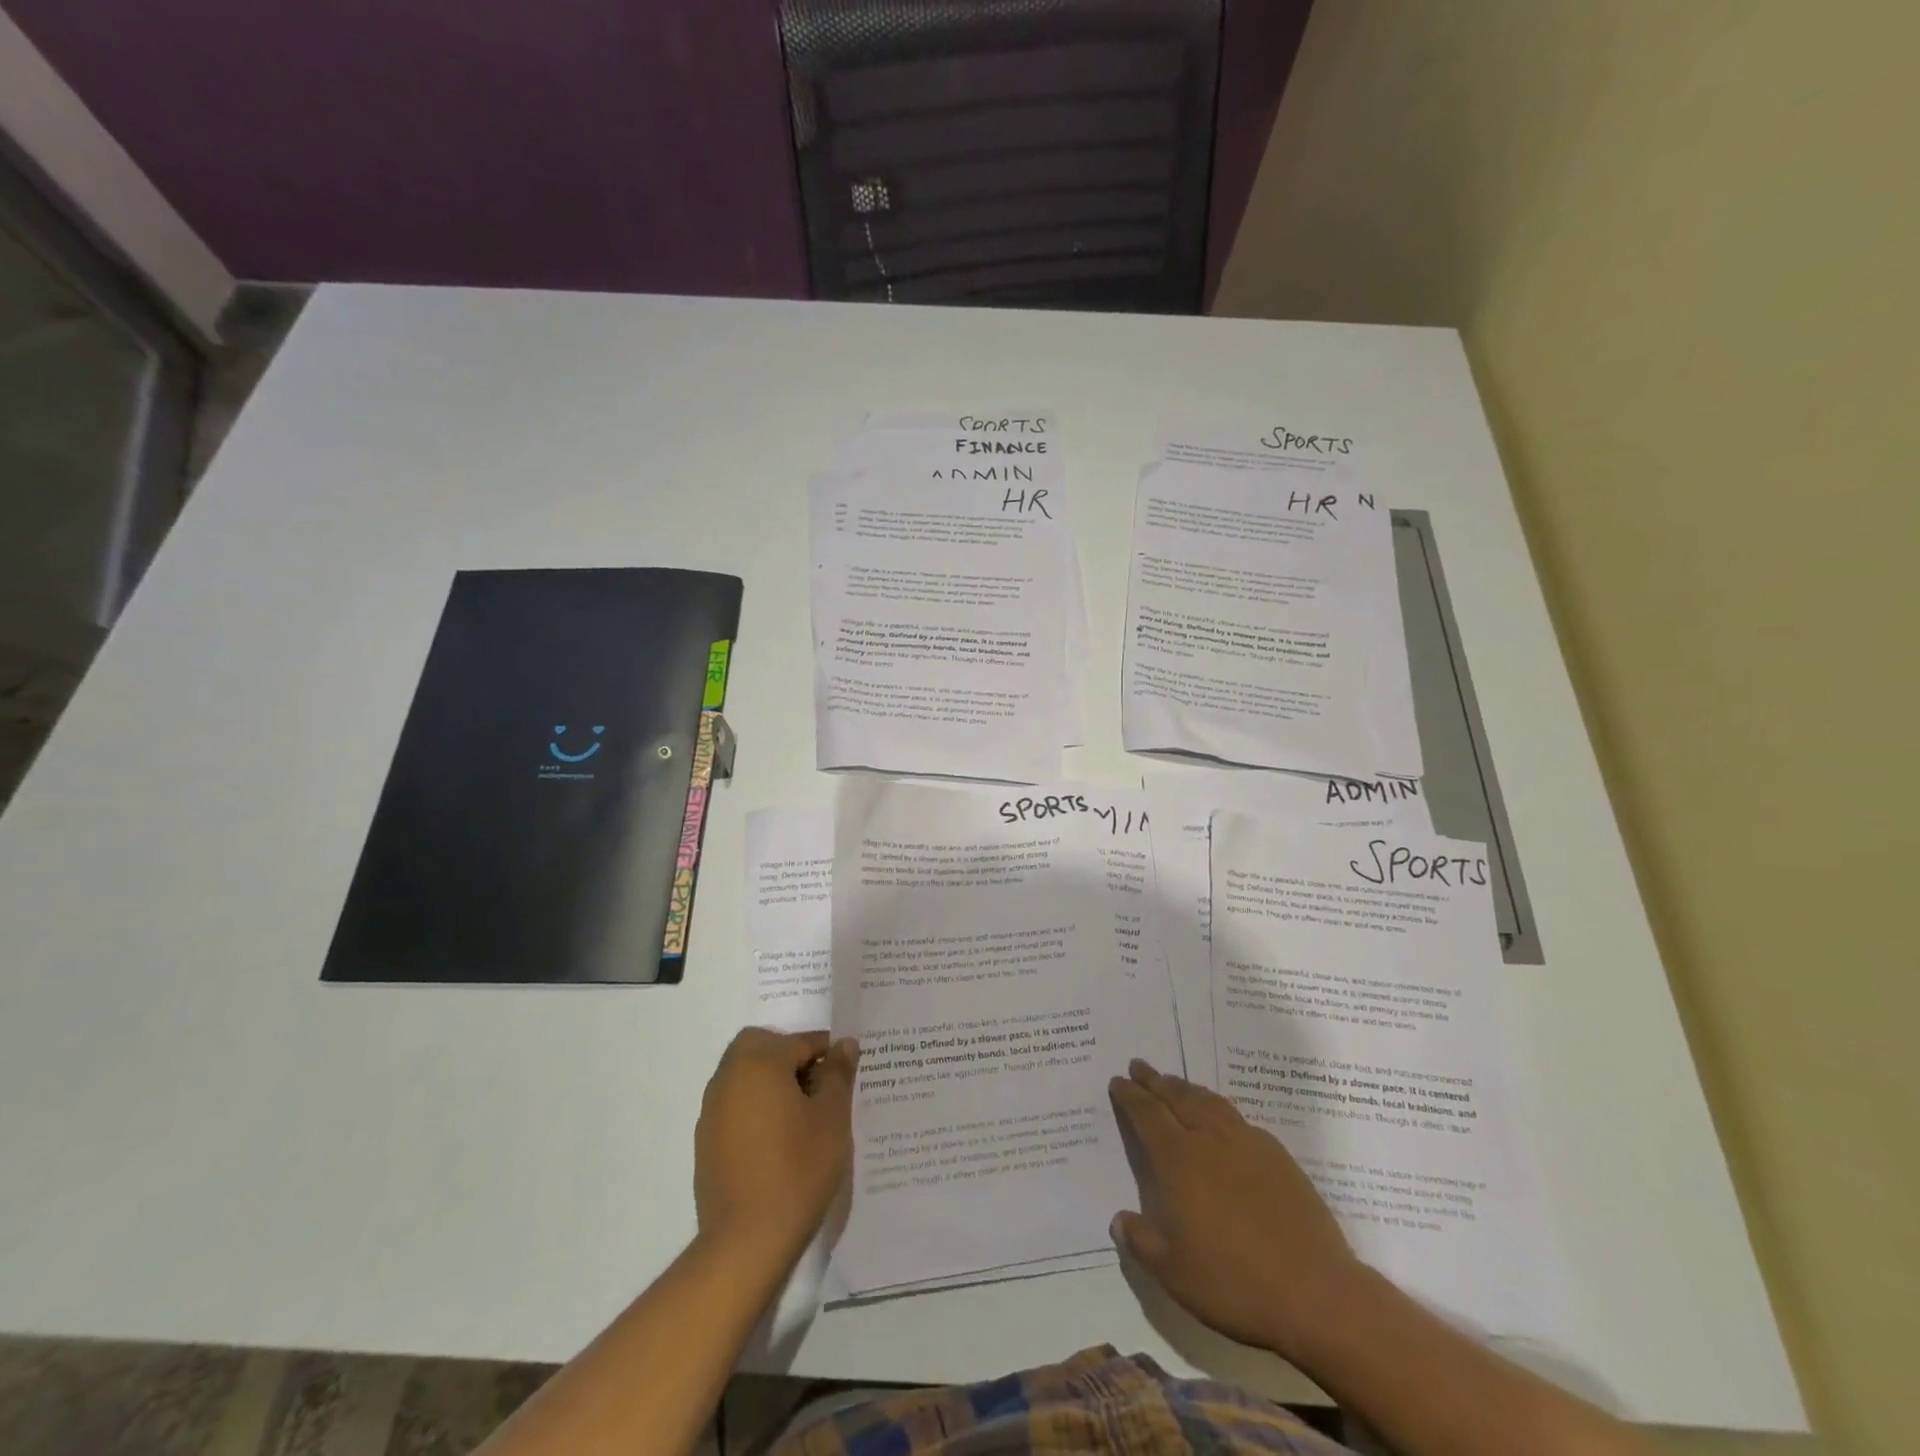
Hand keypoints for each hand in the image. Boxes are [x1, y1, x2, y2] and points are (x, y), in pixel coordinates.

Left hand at [694, 1028, 856, 1268]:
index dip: (829, 1053)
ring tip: (803, 1116)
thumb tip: (844, 1044)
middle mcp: (729, 1077)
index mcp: (759, 1062)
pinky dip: (756, 1107)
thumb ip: (838, 1074)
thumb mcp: (832, 1118)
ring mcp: (712, 1109)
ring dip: (772, 1081)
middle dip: (792, 1057)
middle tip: (819, 1087)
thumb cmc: (797, 1170)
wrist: (746, 1242)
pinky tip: (779, 1141)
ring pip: (746, 1075)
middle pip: (762, 1046)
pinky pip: (736, 1105)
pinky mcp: (706, 1140)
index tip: (847, 1072)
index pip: (801, 1042)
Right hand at [1108, 1059, 1364, 1360]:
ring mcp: (1248, 1144)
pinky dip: (1220, 1110)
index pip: (1148, 1114)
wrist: (1315, 1294)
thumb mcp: (1172, 1272)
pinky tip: (1222, 1119)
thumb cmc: (1233, 1282)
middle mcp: (1210, 1140)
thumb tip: (1120, 1219)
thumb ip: (1141, 1241)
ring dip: (1187, 1089)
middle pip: (1177, 1097)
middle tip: (1140, 1066)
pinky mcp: (1279, 1157)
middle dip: (1155, 1081)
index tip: (1118, 1080)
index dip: (1130, 1095)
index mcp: (1179, 1160)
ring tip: (1175, 1083)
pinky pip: (1239, 1120)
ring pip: (1210, 1102)